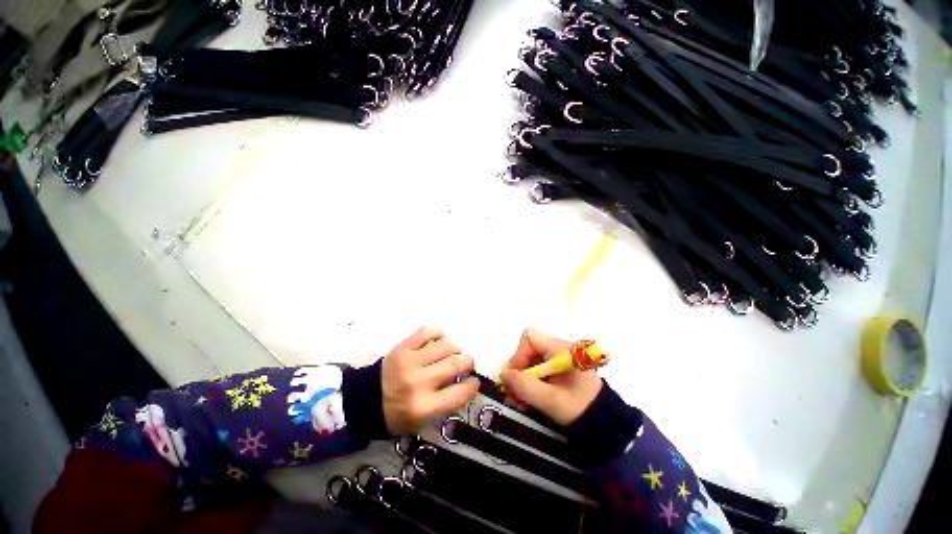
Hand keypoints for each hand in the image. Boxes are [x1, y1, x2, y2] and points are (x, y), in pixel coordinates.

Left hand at [381, 327, 479, 435]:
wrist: (365, 400)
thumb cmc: (396, 414)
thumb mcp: (422, 420)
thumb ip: (446, 402)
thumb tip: (466, 381)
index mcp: (423, 407)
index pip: (460, 392)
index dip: (473, 385)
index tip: (474, 381)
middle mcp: (418, 382)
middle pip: (456, 364)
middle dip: (467, 362)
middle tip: (466, 364)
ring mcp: (409, 361)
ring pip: (445, 345)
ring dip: (454, 349)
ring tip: (450, 353)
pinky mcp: (402, 347)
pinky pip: (428, 332)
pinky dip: (438, 334)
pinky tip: (438, 341)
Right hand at [500, 329, 602, 425]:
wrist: (606, 426)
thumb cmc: (581, 410)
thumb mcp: (551, 401)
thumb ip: (525, 386)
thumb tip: (503, 374)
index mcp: (561, 349)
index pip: (530, 338)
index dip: (519, 355)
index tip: (514, 378)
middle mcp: (559, 349)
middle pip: (528, 350)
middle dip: (518, 372)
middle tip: (512, 395)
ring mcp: (559, 360)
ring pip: (531, 362)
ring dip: (522, 381)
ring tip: (519, 402)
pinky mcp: (558, 371)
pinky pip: (537, 371)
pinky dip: (529, 384)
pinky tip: (528, 402)